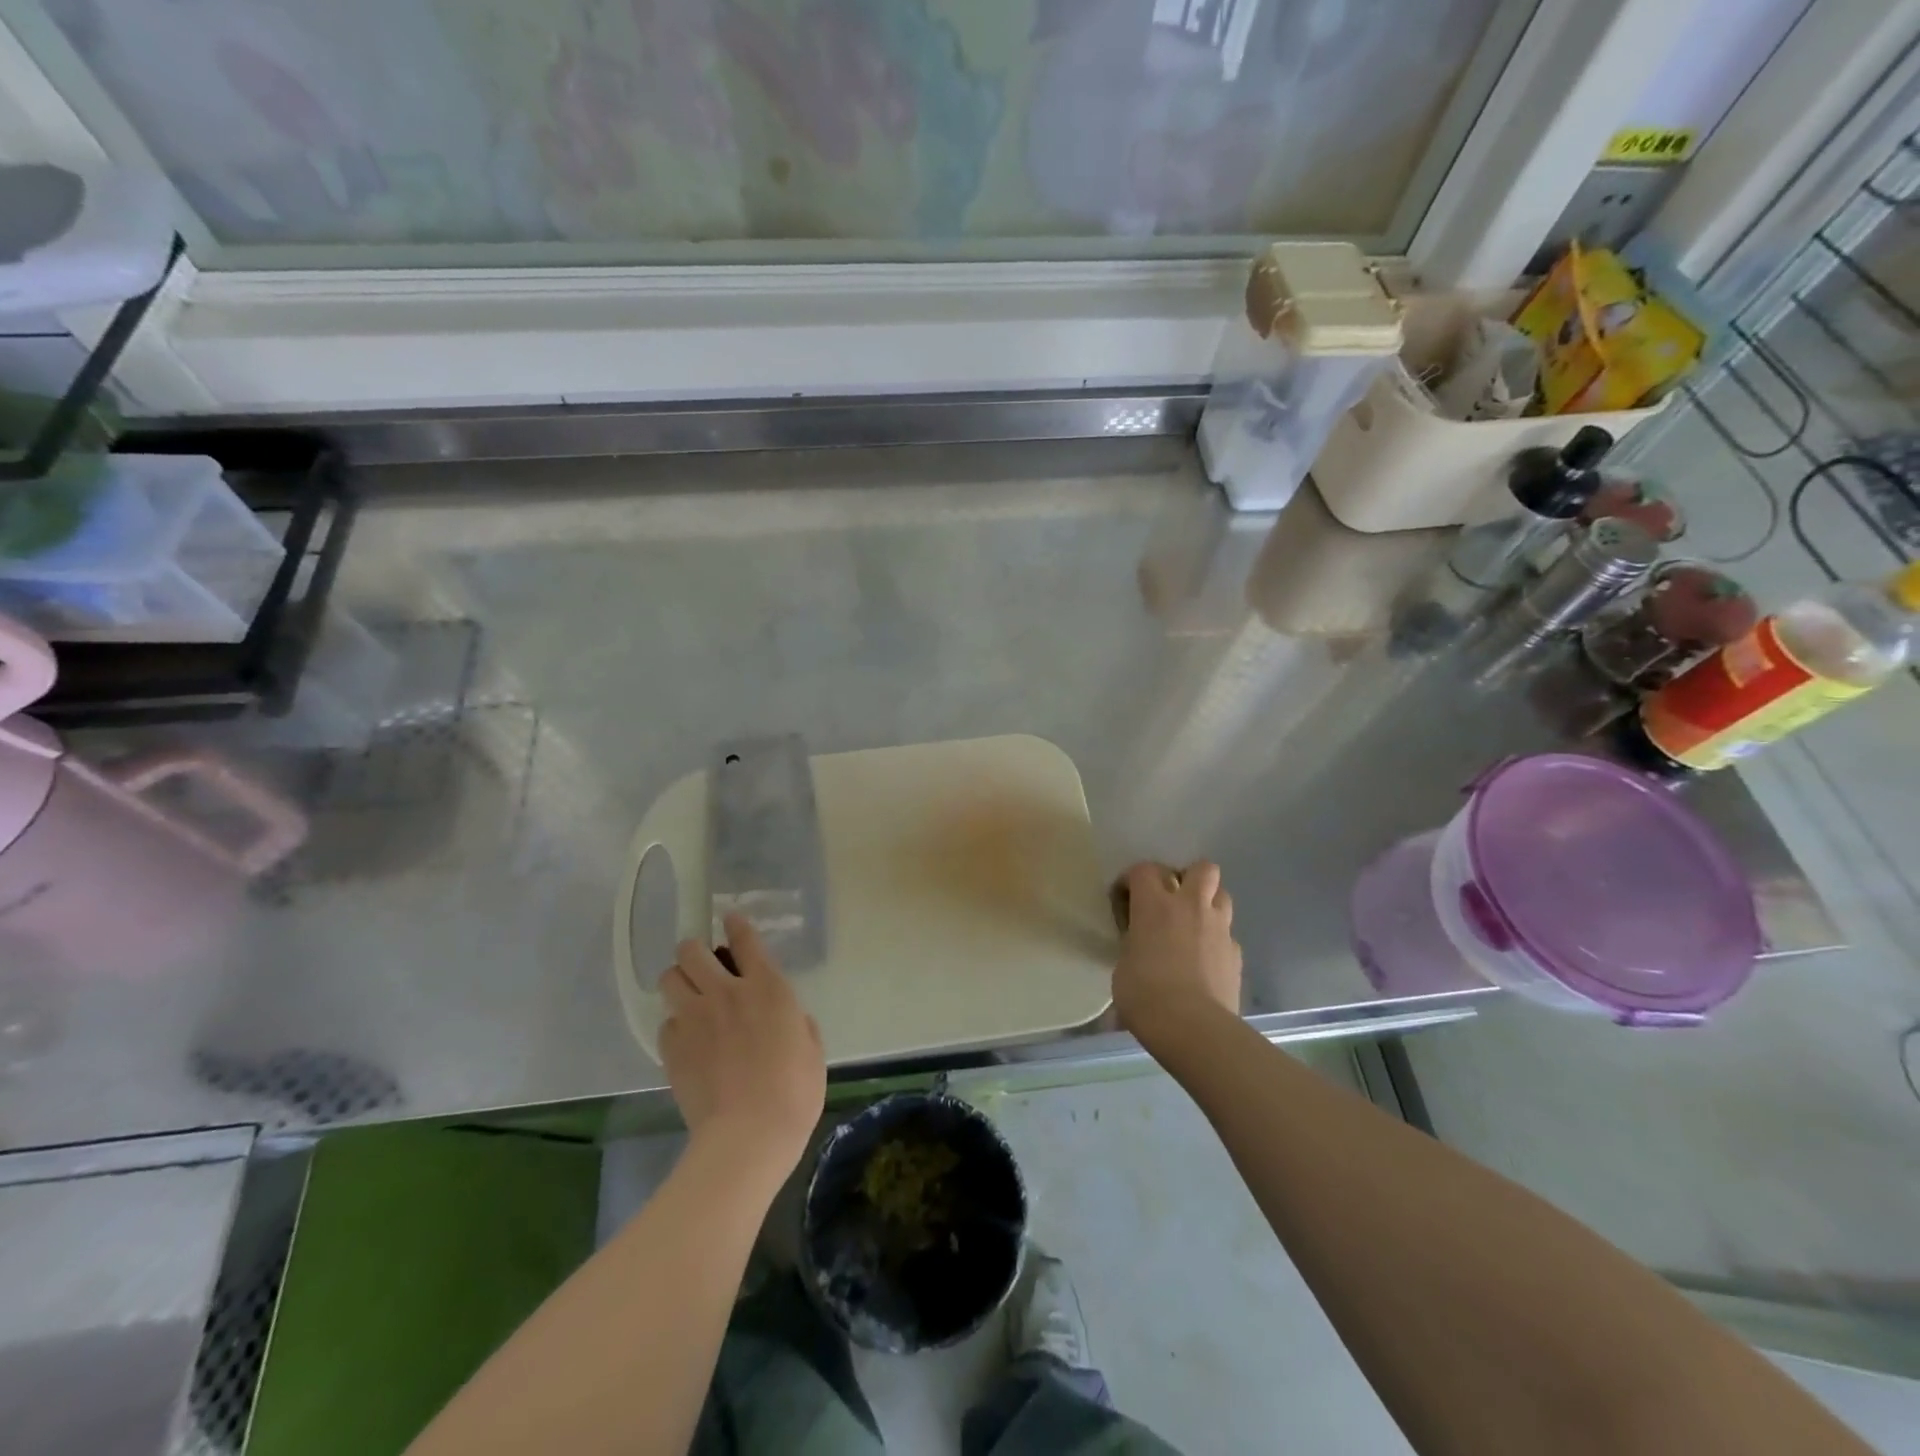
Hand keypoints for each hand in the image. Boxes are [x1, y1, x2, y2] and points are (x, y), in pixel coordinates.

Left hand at [660, 914, 825, 1181]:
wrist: (748, 1135)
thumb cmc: (794, 1092)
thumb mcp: (811, 1049)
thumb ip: (797, 1022)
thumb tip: (787, 1018)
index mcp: (767, 987)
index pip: (744, 938)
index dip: (735, 925)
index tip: (730, 921)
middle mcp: (726, 992)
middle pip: (692, 950)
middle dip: (695, 951)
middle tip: (704, 966)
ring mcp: (694, 1018)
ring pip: (670, 977)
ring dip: (679, 980)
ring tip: (689, 995)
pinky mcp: (672, 1047)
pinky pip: (666, 1022)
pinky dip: (675, 1025)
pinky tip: (687, 1040)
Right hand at [1113, 860, 1242, 1039]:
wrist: (1194, 1027)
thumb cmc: (1145, 995)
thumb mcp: (1123, 965)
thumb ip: (1133, 945)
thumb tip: (1139, 948)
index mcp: (1155, 905)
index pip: (1144, 869)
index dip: (1132, 879)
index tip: (1124, 898)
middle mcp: (1191, 906)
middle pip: (1201, 868)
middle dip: (1188, 877)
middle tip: (1173, 899)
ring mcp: (1219, 928)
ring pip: (1222, 895)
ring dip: (1208, 903)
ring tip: (1193, 924)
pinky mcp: (1236, 954)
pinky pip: (1228, 934)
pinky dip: (1217, 940)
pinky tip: (1206, 960)